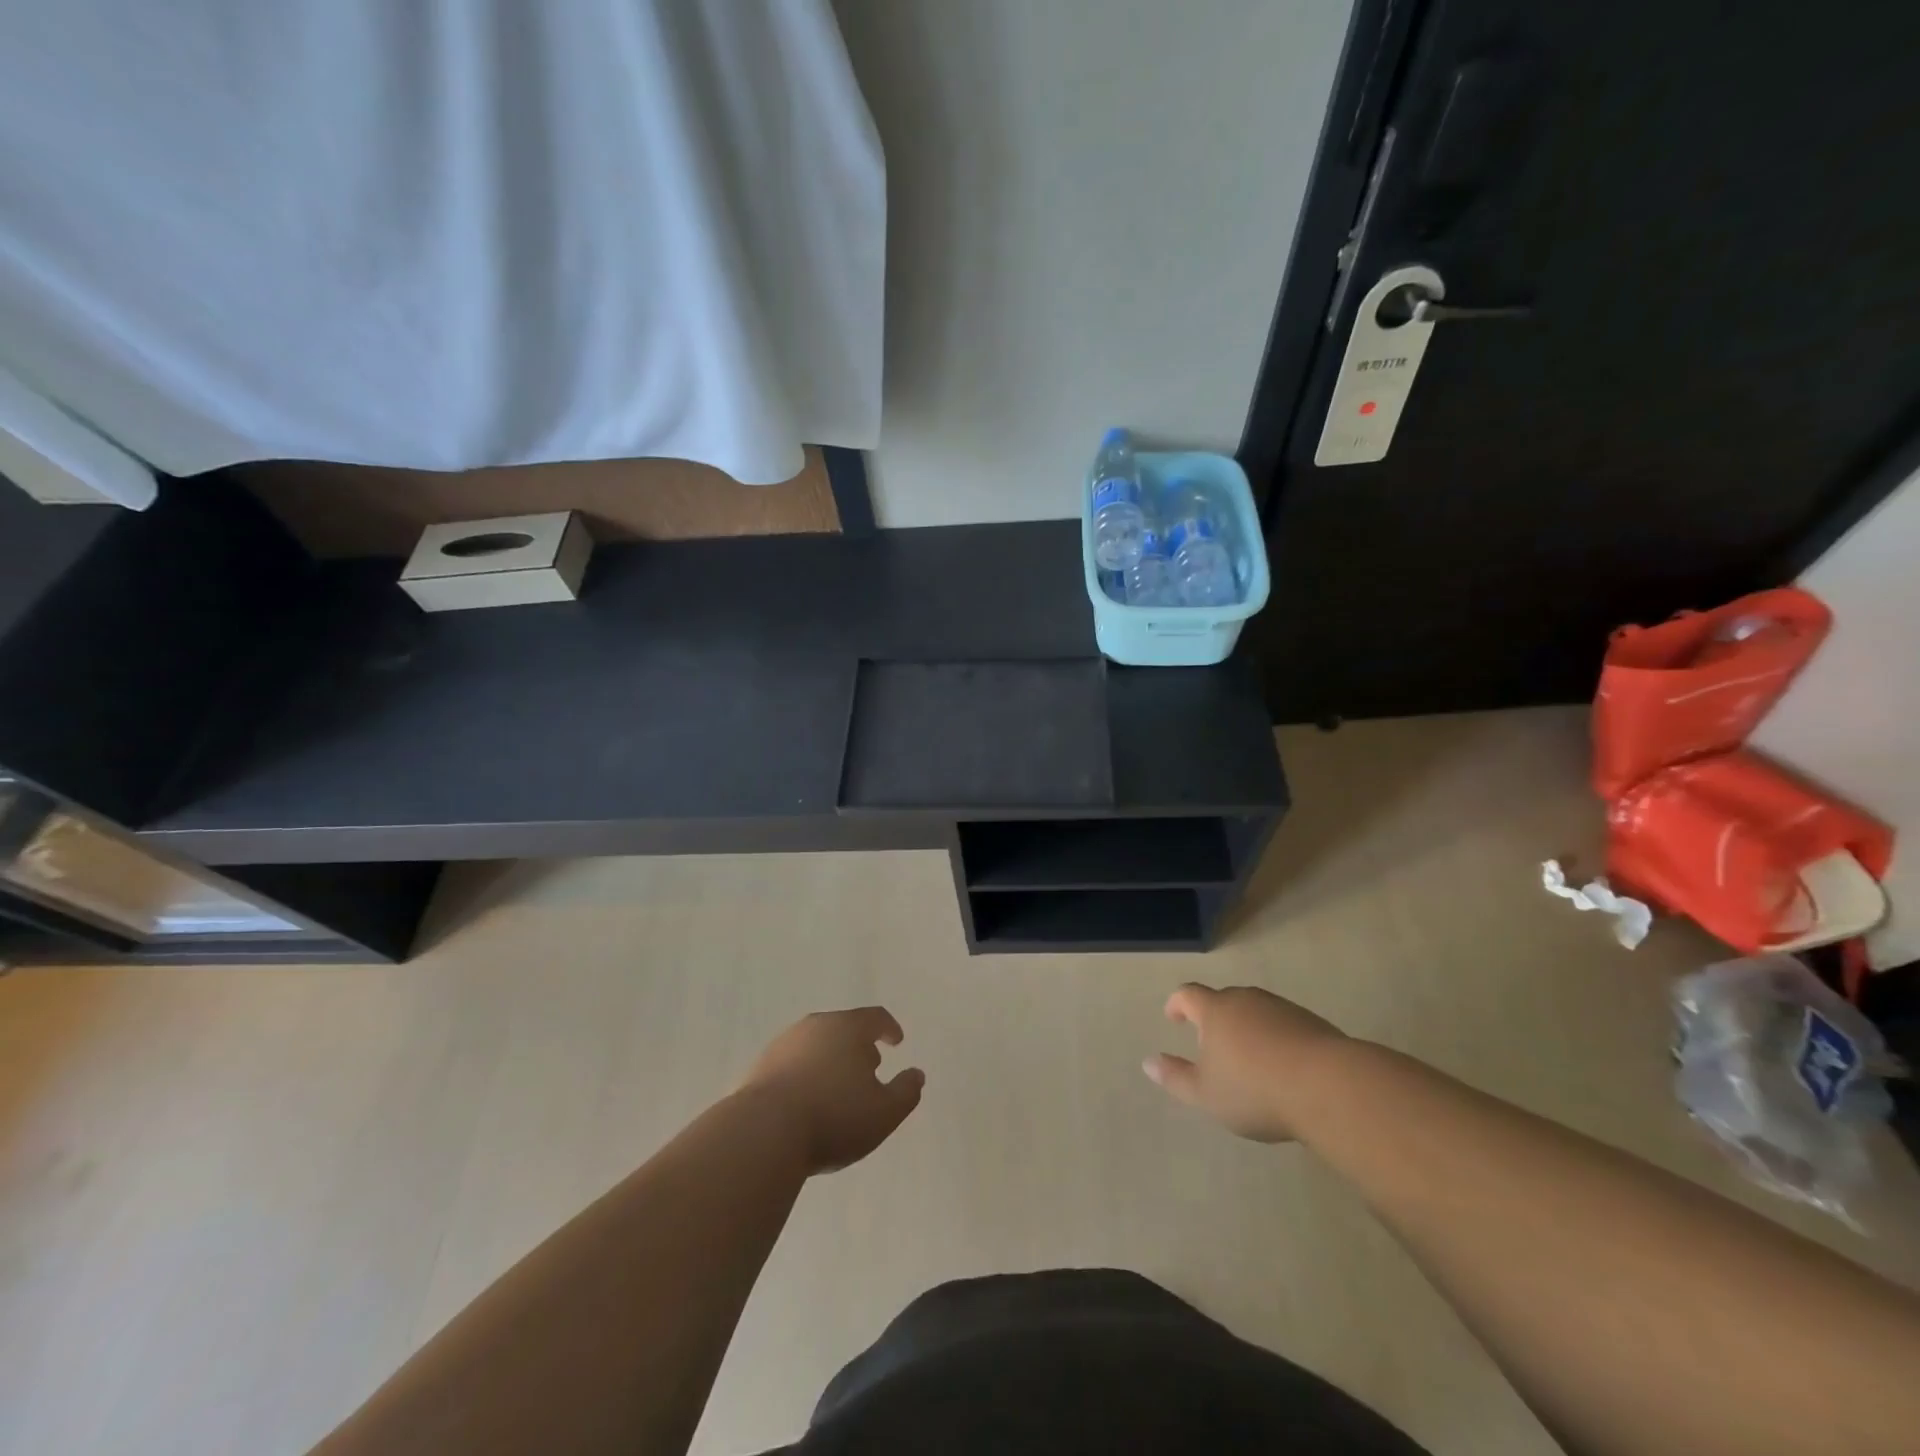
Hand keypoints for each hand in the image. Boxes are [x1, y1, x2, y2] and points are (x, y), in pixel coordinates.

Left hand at [738, 1008, 924, 1174]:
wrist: (762, 1133)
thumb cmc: (833, 1117)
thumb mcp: (884, 1112)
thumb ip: (906, 1091)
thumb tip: (916, 1075)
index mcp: (848, 1028)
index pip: (875, 1017)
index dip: (889, 1028)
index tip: (896, 1041)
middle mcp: (815, 1026)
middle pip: (843, 1028)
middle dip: (858, 1045)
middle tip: (869, 1067)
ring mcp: (783, 1044)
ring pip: (815, 1045)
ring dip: (830, 1059)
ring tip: (837, 1086)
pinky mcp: (760, 1067)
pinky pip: (792, 1064)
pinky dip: (805, 1075)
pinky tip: (807, 1101)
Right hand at [1143, 984, 1348, 1141]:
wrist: (1329, 1087)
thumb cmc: (1255, 1090)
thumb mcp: (1206, 1094)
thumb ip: (1175, 1078)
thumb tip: (1148, 1062)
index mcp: (1215, 1011)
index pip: (1188, 994)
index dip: (1177, 1004)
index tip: (1173, 1017)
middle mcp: (1246, 1000)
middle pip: (1224, 1000)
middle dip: (1214, 1017)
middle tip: (1212, 1044)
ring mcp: (1282, 1009)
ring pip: (1256, 1011)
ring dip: (1247, 1028)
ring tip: (1250, 1058)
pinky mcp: (1313, 1023)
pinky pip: (1284, 1025)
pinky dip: (1277, 1039)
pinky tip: (1284, 1067)